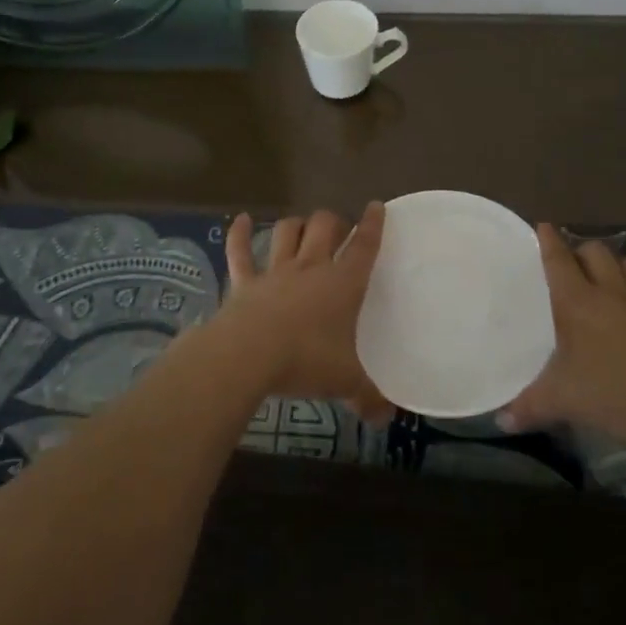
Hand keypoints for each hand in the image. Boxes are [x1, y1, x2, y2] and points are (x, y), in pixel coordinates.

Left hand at [217, 205, 395, 424]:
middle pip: (325, 227)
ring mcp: (275, 272)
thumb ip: (368, 397)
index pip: (364, 246)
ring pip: (287, 232)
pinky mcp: (244, 282)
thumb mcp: (345, 382)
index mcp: (342, 284)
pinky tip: (239, 219)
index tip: (376, 207)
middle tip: (339, 228)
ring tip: (302, 225)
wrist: (248, 355)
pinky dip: (239, 234)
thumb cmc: (305, 361)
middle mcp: (310, 268)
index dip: (373, 224)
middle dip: (334, 221)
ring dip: (296, 224)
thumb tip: (386, 417)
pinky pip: (240, 252)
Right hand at [497, 226, 625, 451]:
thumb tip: (501, 421)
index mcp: (577, 301)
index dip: (549, 241)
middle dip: (581, 251)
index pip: (559, 259)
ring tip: (605, 280)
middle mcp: (611, 291)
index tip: (543, 226)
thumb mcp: (563, 401)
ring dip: (615, 265)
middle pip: (596, 251)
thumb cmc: (613, 392)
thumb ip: (529, 406)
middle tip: (571, 263)